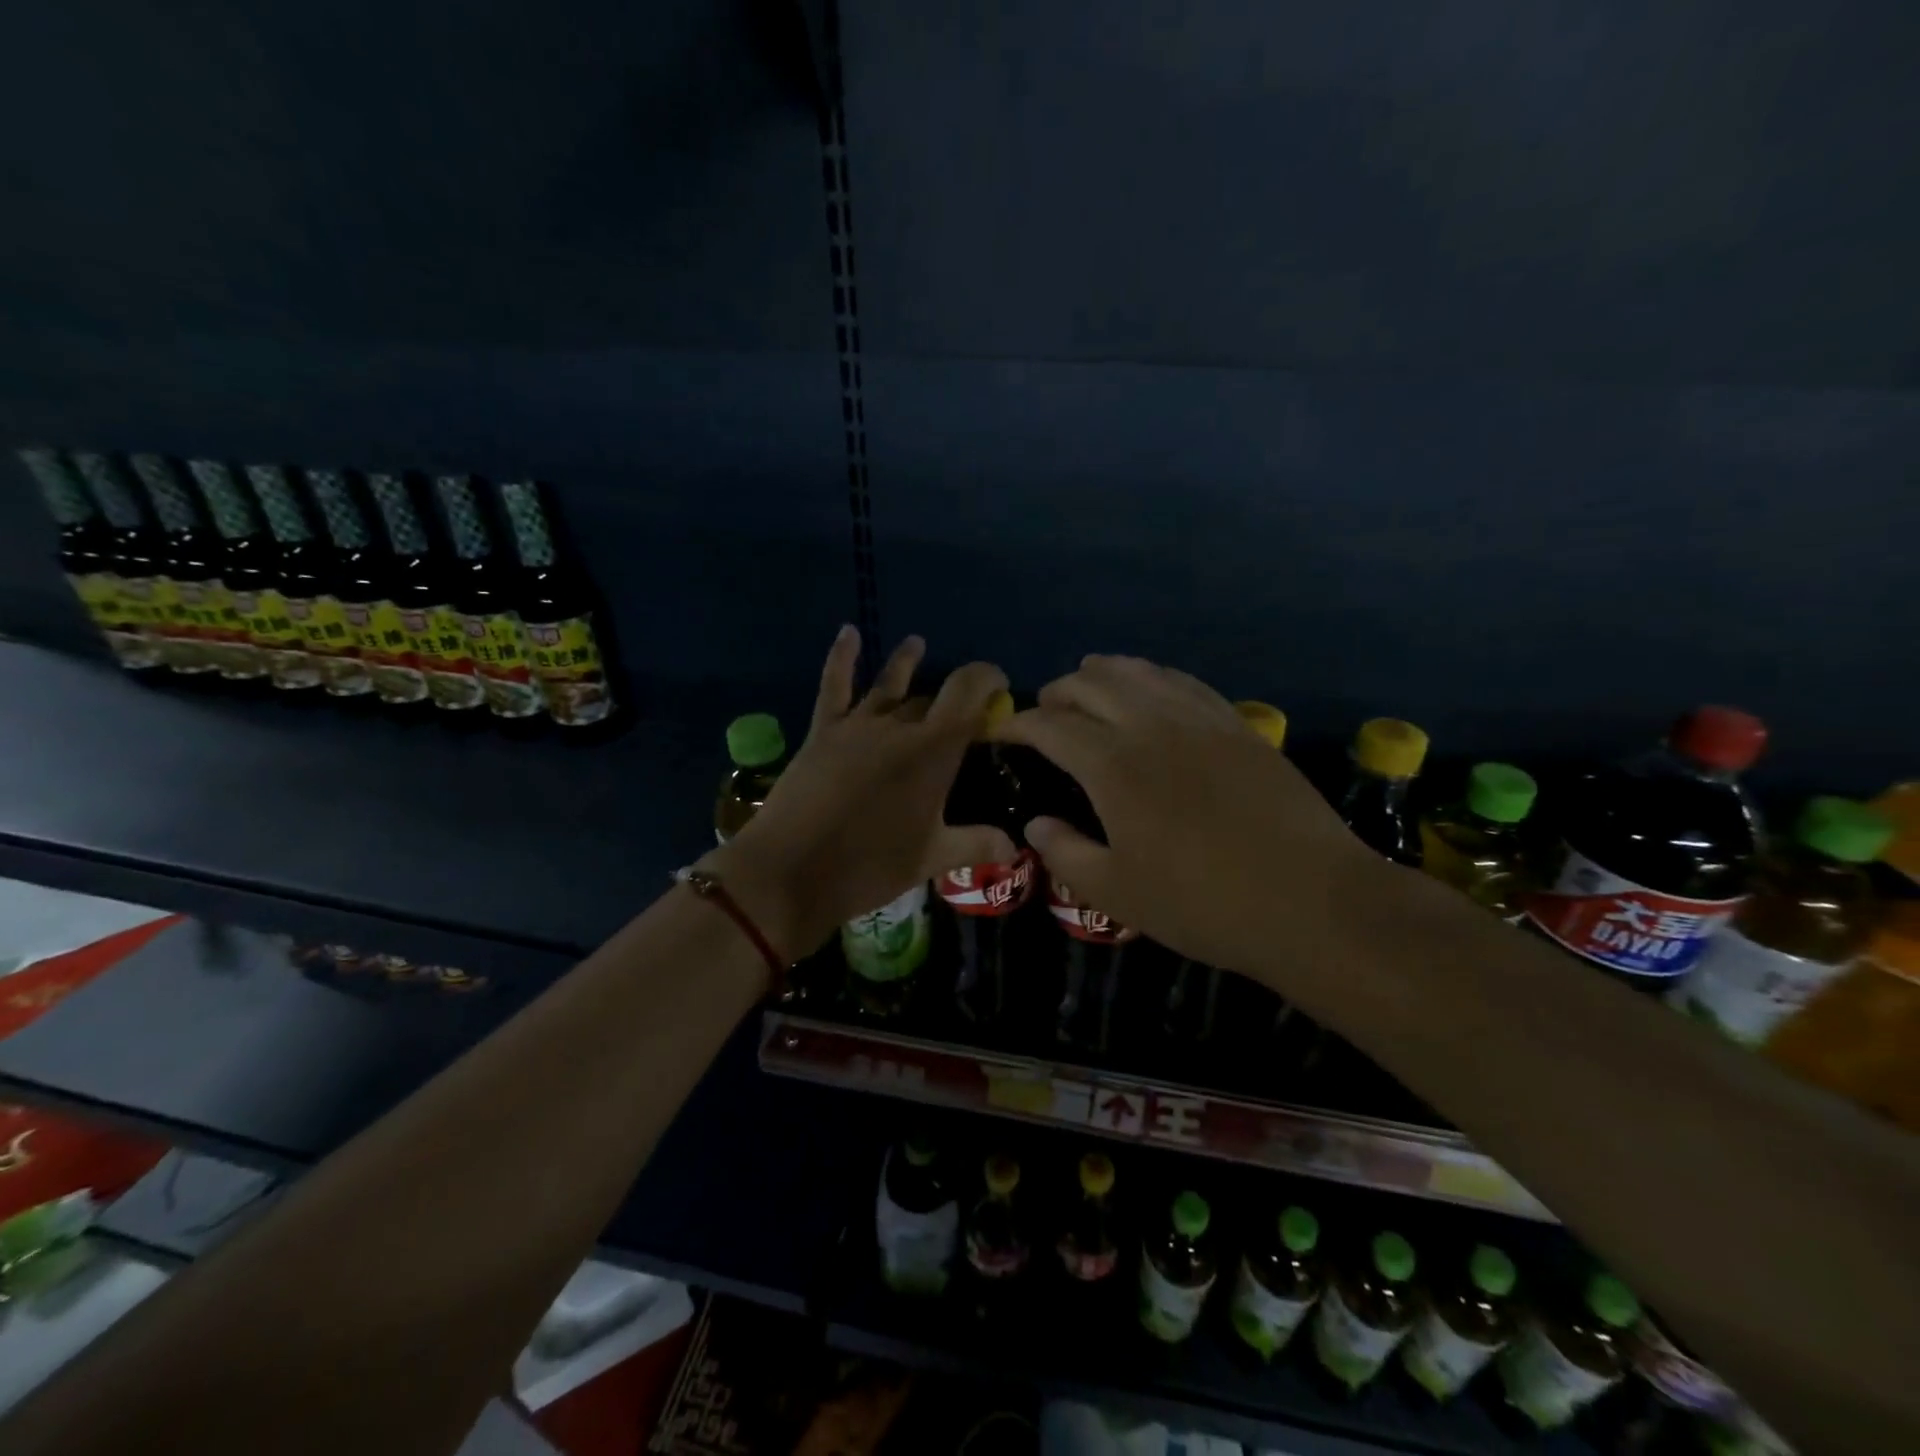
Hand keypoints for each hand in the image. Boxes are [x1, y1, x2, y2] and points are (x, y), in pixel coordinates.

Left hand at [705, 627, 1013, 960]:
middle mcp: (898, 727)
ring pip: (889, 686)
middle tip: (966, 709)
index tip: (1000, 687)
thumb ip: (976, 844)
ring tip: (917, 643)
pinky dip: (841, 657)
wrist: (791, 871)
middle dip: (954, 697)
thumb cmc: (869, 866)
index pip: (968, 693)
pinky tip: (847, 633)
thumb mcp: (930, 859)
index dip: (988, 680)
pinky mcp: (823, 732)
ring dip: (906, 664)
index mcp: (932, 751)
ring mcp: (857, 726)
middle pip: (933, 698)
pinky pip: (834, 686)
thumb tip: (1014, 846)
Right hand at [996, 655, 1379, 978]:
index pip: (1051, 725)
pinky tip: (1151, 689)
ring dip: (1104, 673)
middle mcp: (1152, 726)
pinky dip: (1153, 677)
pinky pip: (1184, 682)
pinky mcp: (1237, 725)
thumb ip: (1066, 854)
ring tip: (1088, 684)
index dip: (1019, 724)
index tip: (1003, 734)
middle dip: (1058, 692)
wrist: (1311, 901)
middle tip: (1044, 712)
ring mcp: (1200, 719)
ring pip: (1140, 672)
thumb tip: (1036, 826)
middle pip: (1092, 684)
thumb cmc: (1203, 904)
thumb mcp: (1117, 893)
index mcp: (1113, 766)